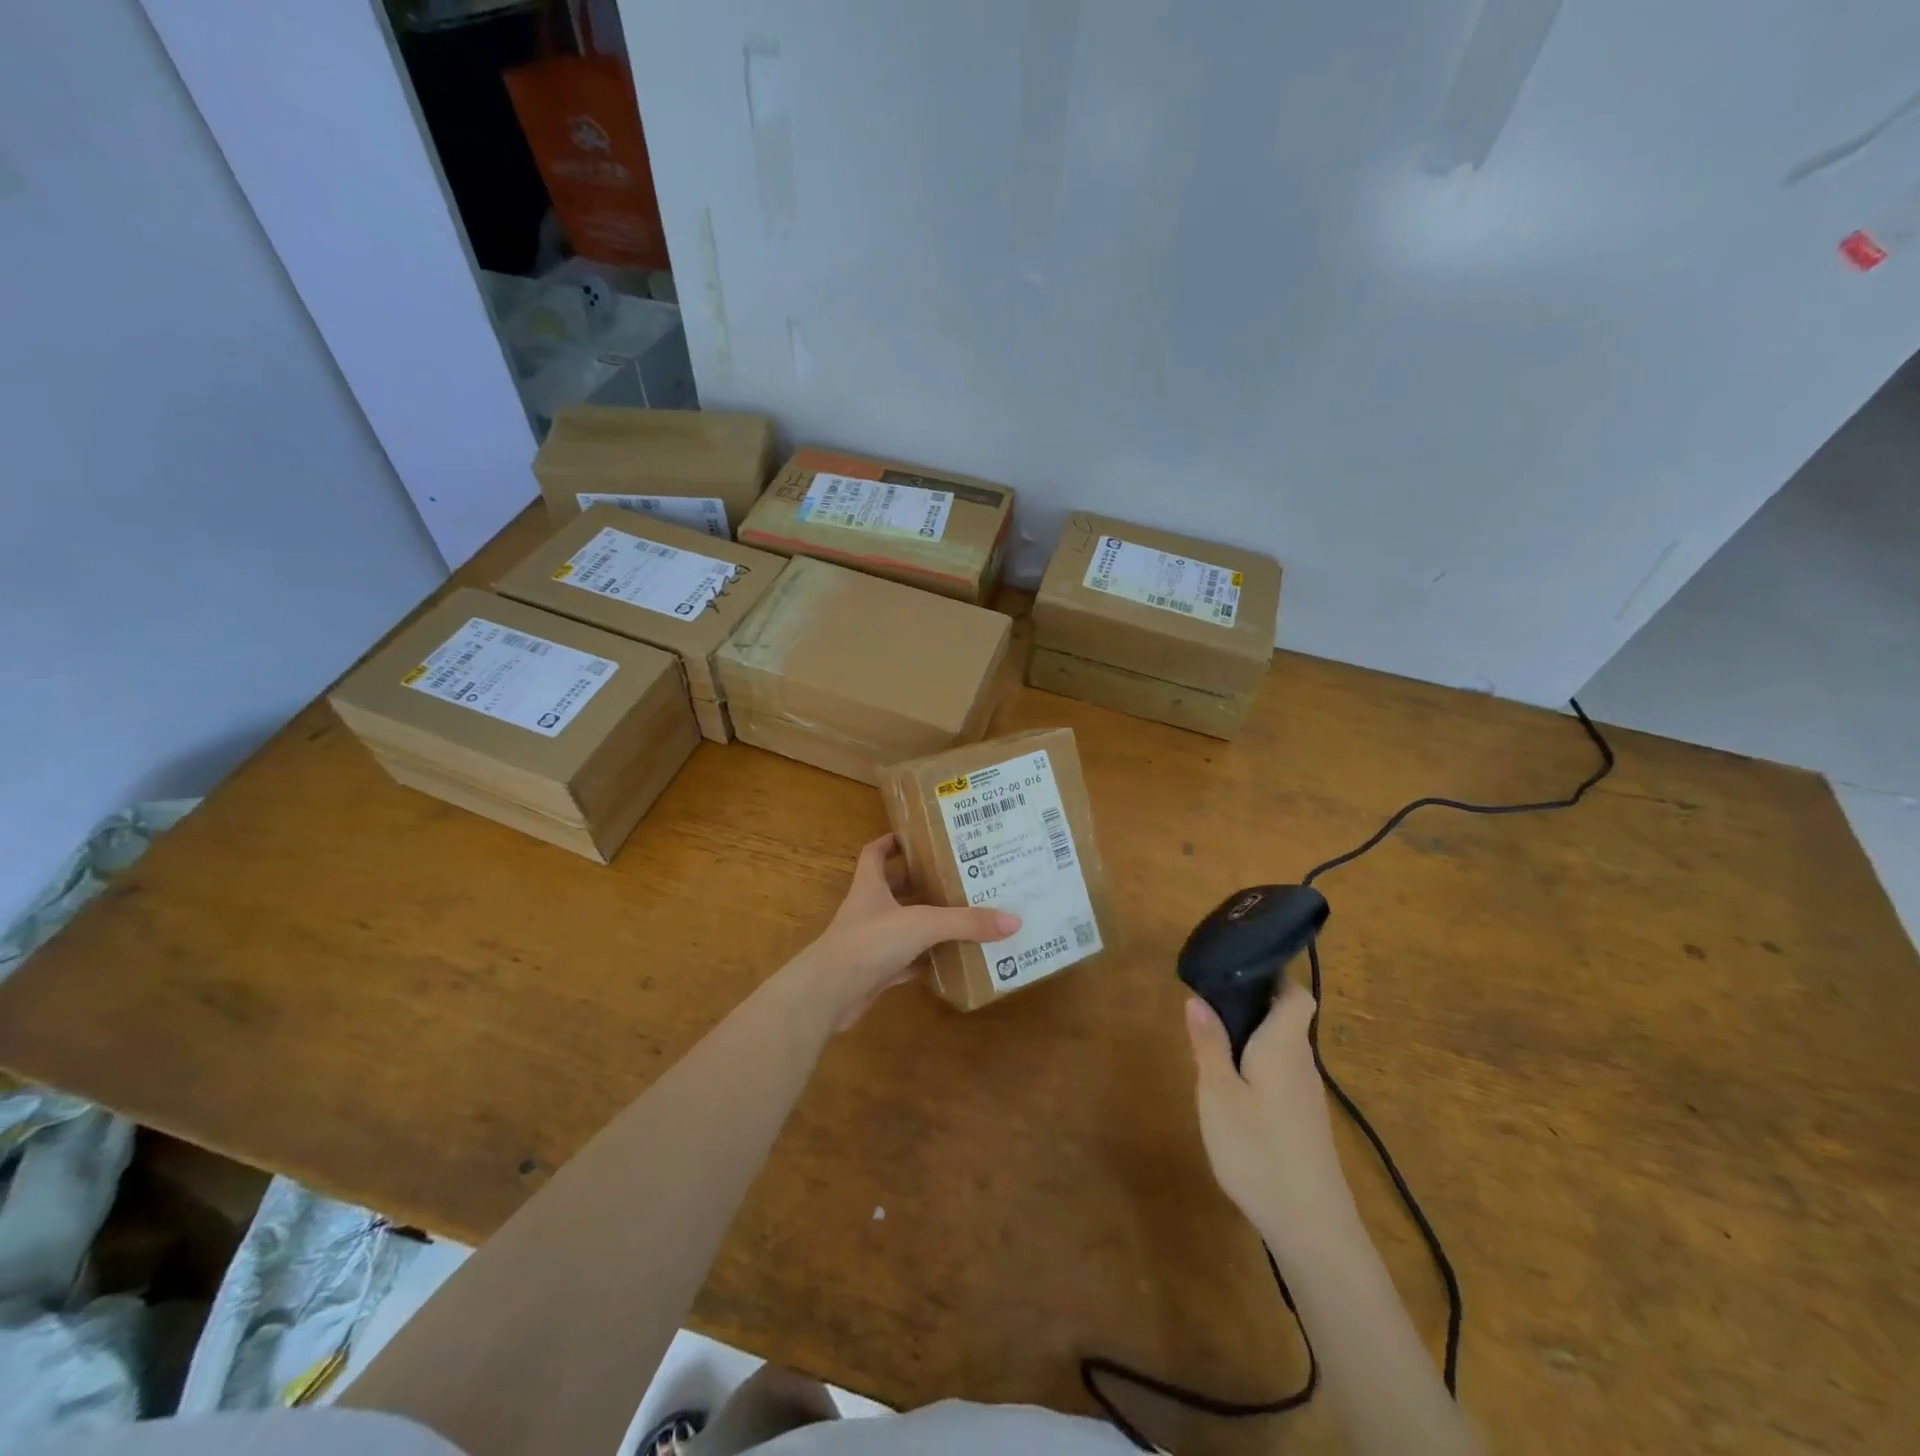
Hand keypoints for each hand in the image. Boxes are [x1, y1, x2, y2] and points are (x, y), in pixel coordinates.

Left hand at [798, 834, 1018, 1029]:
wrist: (829, 993)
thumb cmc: (869, 942)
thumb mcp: (922, 923)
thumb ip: (965, 922)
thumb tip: (1013, 920)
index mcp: (870, 886)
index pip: (875, 853)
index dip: (891, 842)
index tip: (917, 837)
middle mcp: (868, 910)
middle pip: (893, 888)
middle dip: (920, 882)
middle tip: (955, 877)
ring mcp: (870, 942)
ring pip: (902, 925)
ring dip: (925, 922)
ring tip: (961, 915)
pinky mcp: (875, 971)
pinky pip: (905, 960)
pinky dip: (924, 960)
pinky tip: (948, 959)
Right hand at [1186, 980, 1354, 1252]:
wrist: (1311, 1227)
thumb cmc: (1258, 1149)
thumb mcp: (1218, 1093)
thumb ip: (1209, 1043)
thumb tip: (1197, 998)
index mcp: (1284, 1044)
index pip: (1295, 994)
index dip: (1274, 974)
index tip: (1239, 966)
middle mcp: (1301, 1062)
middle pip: (1287, 1017)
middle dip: (1254, 1001)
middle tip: (1210, 997)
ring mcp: (1306, 1094)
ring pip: (1283, 1046)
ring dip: (1254, 1034)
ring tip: (1212, 1034)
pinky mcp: (1304, 1121)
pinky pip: (1281, 1072)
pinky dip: (1258, 1062)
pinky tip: (1232, 1082)